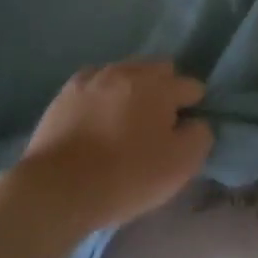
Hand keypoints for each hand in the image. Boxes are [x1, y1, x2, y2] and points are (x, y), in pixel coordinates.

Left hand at [14, 60, 213, 232]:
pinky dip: (103, 94)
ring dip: (133, 88)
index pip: (191, 86)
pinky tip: (98, 115)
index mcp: (159, 86)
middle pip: (159, 69)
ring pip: (125, 72)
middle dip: (165, 89)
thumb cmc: (126, 176)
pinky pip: (95, 83)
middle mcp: (128, 72)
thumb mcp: (180, 165)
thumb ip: (199, 137)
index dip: (194, 107)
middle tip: (159, 122)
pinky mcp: (66, 92)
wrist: (58, 188)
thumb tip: (196, 123)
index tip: (186, 130)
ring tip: (126, 119)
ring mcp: (94, 78)